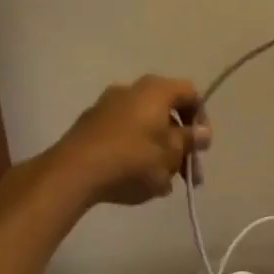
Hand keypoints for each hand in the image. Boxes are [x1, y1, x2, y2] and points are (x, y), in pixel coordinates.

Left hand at [49, 75, 210, 207]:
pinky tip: (136, 180)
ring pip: (144, 126)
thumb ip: (189, 141)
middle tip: (186, 173)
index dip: (201, 119)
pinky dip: (134, 152)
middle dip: (180, 143)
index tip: (201, 147)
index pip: (191, 94)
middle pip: (166, 112)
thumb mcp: (171, 154)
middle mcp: (131, 90)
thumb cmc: (132, 159)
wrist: (72, 173)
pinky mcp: (88, 126)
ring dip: (158, 150)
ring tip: (162, 184)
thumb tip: (202, 132)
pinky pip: (122, 135)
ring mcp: (106, 106)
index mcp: (156, 90)